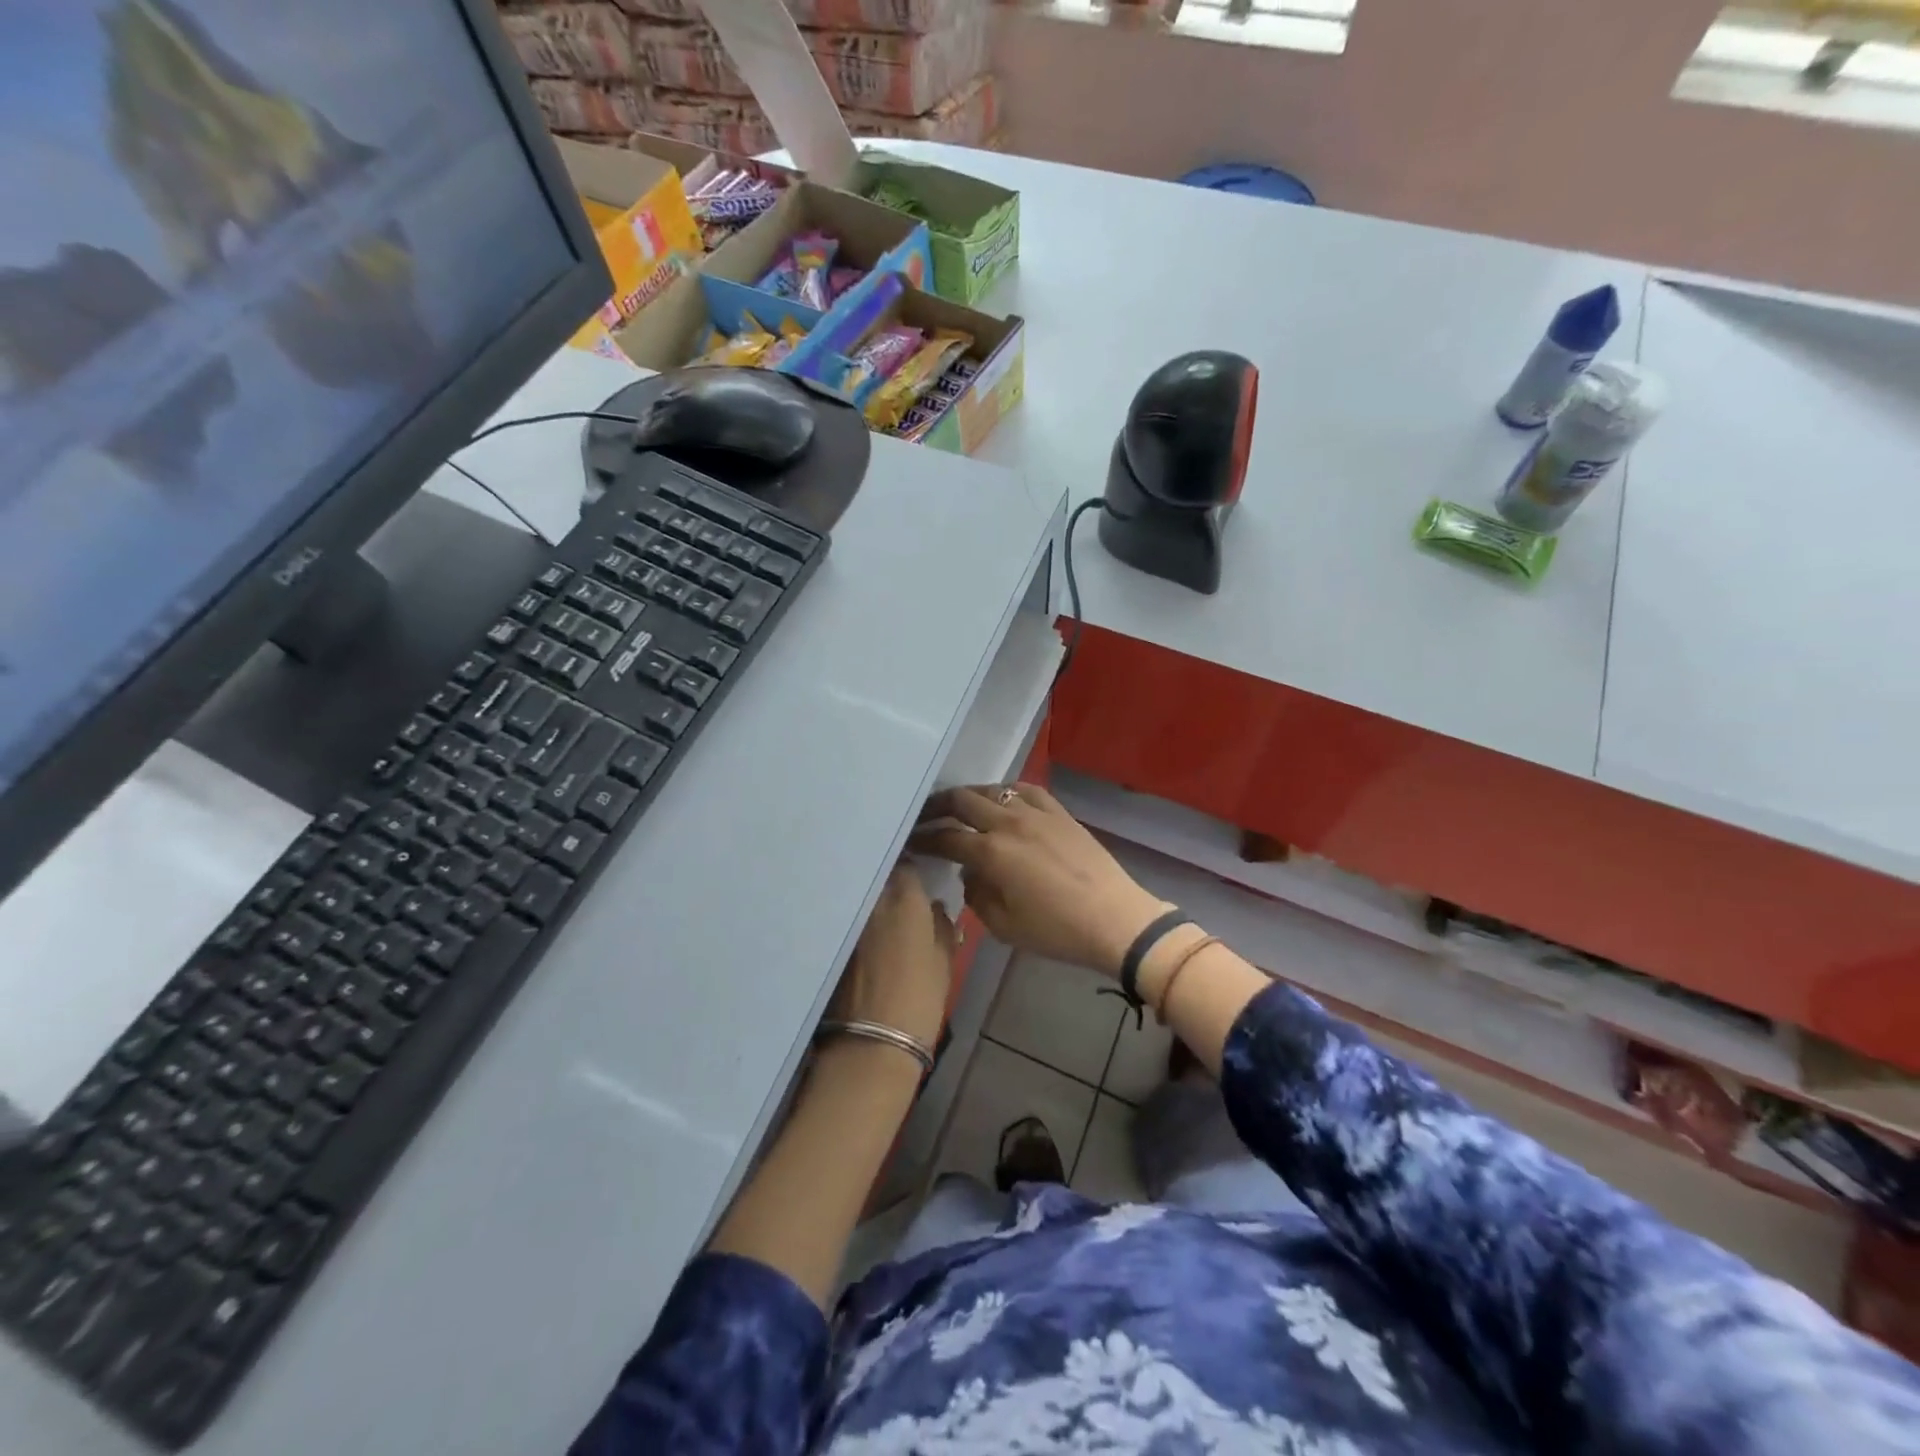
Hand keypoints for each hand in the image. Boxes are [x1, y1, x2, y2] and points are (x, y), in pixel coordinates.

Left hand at [829, 864, 955, 1049]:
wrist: (872, 1042)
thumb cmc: (920, 999)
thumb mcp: (944, 962)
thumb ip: (942, 927)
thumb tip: (936, 908)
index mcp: (905, 899)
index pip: (907, 866)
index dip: (913, 871)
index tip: (919, 878)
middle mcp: (872, 901)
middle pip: (880, 877)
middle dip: (889, 880)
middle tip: (901, 894)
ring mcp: (848, 920)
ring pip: (861, 898)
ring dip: (871, 900)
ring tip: (882, 913)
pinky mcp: (832, 942)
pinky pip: (847, 919)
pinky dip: (856, 921)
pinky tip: (864, 935)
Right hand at [909, 783, 1167, 978]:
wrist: (1115, 919)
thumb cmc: (1056, 931)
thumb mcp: (1004, 926)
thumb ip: (977, 895)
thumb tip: (971, 872)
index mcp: (991, 852)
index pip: (946, 838)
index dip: (924, 839)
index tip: (910, 841)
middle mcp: (1009, 823)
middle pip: (962, 801)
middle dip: (938, 807)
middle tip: (925, 816)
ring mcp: (1037, 813)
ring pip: (993, 790)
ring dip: (970, 796)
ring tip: (961, 807)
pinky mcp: (1060, 812)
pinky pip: (1027, 790)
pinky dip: (1007, 792)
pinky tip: (1004, 801)